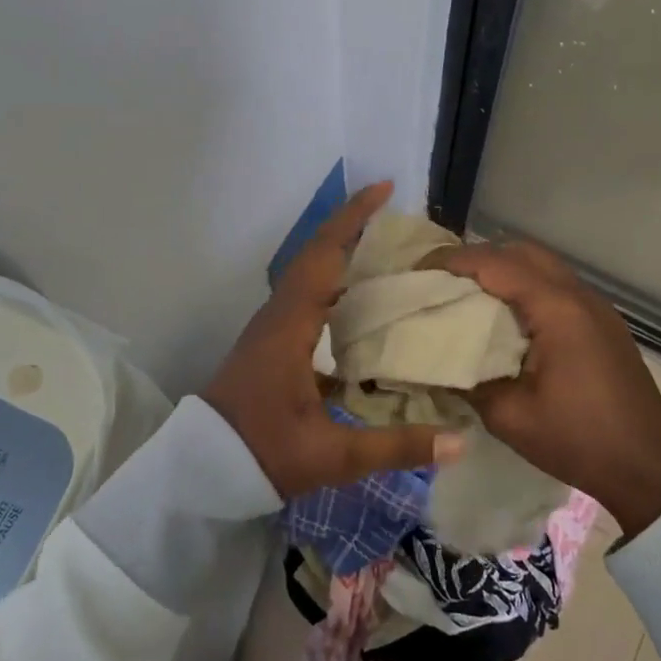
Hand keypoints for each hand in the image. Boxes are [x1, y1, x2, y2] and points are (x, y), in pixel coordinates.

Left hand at [203, 182, 460, 497]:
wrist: (201, 471)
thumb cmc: (262, 454)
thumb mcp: (331, 455)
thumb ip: (395, 447)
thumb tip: (459, 441)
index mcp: (290, 326)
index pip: (323, 256)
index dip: (352, 219)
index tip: (384, 189)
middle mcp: (279, 315)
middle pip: (316, 254)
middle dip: (353, 227)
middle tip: (397, 217)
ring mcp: (272, 327)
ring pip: (310, 273)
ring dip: (342, 252)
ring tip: (387, 249)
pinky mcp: (273, 342)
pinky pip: (308, 296)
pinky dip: (335, 282)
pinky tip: (361, 299)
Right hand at [429, 240, 660, 535]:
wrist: (650, 470)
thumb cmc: (579, 441)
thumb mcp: (510, 417)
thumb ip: (467, 381)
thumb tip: (433, 361)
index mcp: (557, 309)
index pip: (496, 264)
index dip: (453, 261)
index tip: (418, 270)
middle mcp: (579, 295)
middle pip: (521, 252)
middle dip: (477, 258)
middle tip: (441, 280)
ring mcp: (596, 307)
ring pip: (542, 266)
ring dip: (504, 271)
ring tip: (467, 296)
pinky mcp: (603, 323)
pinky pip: (557, 286)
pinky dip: (525, 287)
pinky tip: (506, 318)